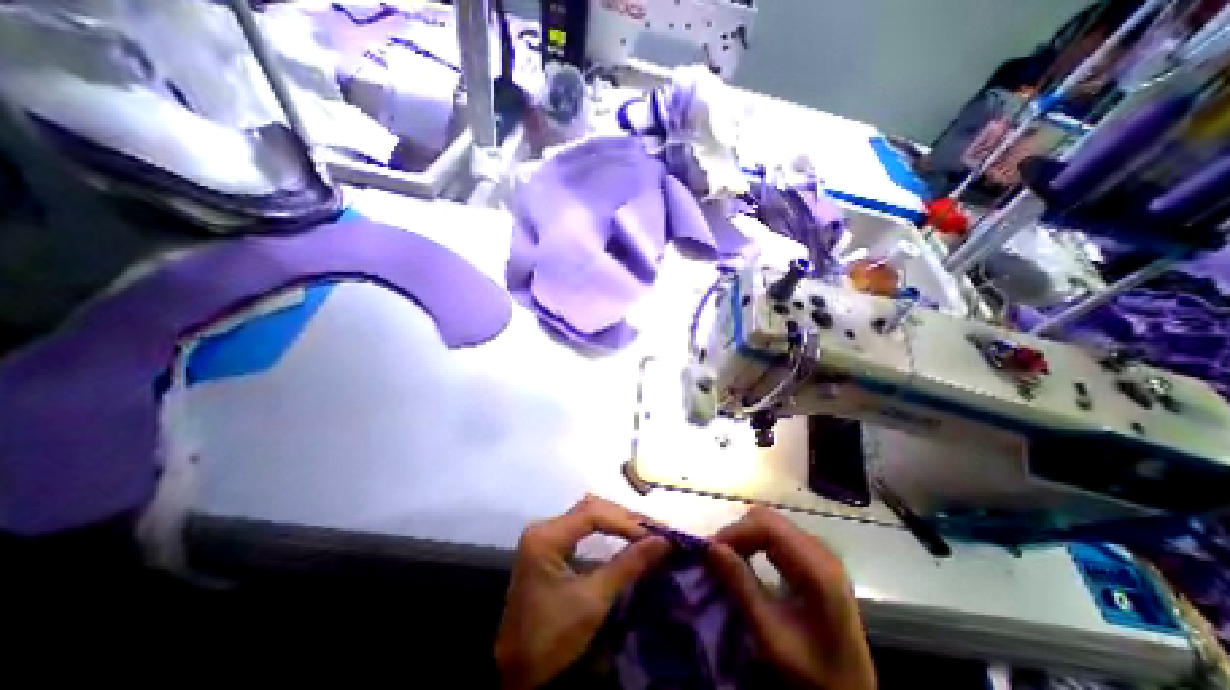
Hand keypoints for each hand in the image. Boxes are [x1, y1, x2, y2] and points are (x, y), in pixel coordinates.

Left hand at [492, 495, 671, 688]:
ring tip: (644, 531)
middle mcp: (544, 527)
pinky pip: (582, 526)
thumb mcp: (593, 601)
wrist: (515, 673)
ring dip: (616, 521)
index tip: (654, 534)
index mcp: (547, 536)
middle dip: (623, 518)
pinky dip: (605, 528)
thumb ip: (627, 566)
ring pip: (587, 514)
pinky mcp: (550, 545)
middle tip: (653, 530)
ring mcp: (546, 535)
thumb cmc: (551, 637)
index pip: (592, 514)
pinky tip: (623, 536)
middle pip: (590, 508)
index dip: (625, 521)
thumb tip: (663, 542)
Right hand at [702, 506, 872, 689]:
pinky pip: (776, 534)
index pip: (767, 525)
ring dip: (744, 536)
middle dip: (737, 532)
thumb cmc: (812, 672)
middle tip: (717, 557)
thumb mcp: (770, 635)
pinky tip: (746, 561)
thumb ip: (741, 586)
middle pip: (768, 519)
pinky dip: (755, 542)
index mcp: (817, 568)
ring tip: (727, 560)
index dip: (735, 531)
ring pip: (770, 523)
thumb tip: (710, 547)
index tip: (710, 550)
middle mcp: (820, 550)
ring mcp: (818, 552)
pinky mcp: (813, 558)